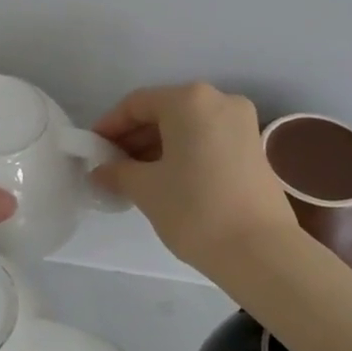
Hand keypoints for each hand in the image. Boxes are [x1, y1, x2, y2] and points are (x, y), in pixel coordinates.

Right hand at [90, 83, 298, 274]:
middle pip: (165, 111)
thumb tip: (101, 170)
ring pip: (187, 127)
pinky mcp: (253, 148)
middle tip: (111, 166)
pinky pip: (207, 140)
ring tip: (134, 178)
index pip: (137, 104)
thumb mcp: (146, 189)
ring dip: (157, 147)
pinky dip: (183, 154)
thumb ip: (117, 172)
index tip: (92, 150)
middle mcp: (219, 100)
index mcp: (190, 100)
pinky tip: (166, 180)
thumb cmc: (194, 209)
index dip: (109, 126)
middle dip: (134, 137)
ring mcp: (242, 123)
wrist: (259, 250)